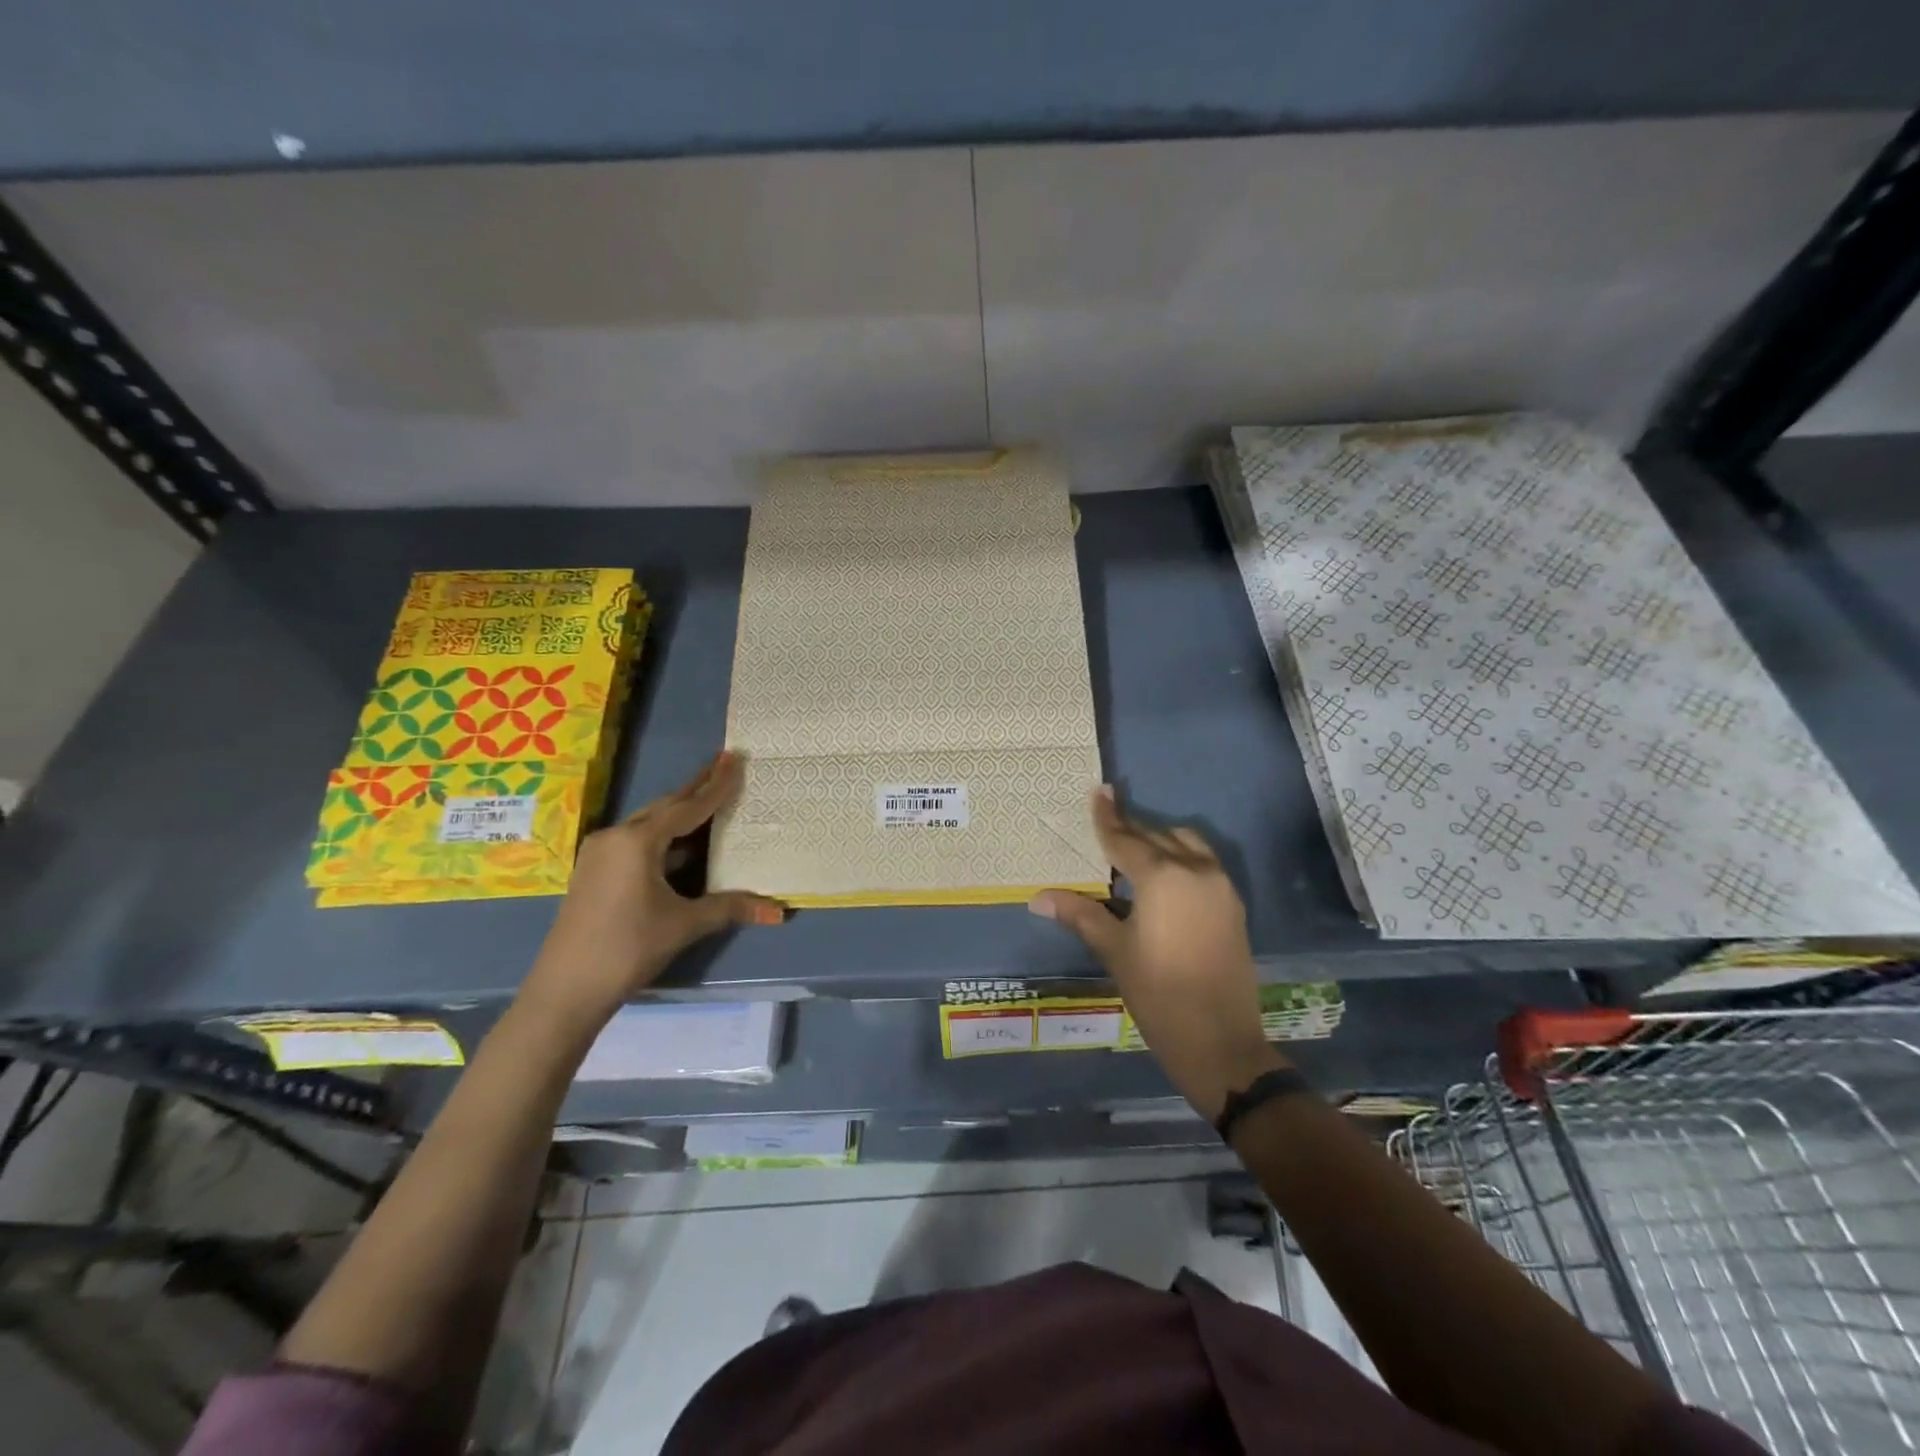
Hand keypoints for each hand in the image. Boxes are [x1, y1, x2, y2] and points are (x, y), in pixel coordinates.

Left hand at [518, 751, 783, 1030]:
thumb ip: (730, 908)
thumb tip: (779, 911)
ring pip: (649, 822)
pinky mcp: (594, 871)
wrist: (565, 989)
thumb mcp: (683, 924)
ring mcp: (600, 853)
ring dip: (679, 811)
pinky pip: (636, 839)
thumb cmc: (628, 948)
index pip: (688, 807)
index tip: (734, 759)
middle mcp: (616, 836)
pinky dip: (663, 833)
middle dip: (696, 787)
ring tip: (707, 795)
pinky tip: (680, 840)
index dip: (716, 786)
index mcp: (637, 841)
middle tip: (723, 763)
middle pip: (665, 806)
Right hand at [1029, 786, 1281, 1119]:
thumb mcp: (1114, 950)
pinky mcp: (1234, 906)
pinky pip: (1204, 865)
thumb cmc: (1158, 993)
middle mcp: (1196, 870)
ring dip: (1161, 841)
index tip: (1100, 791)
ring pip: (1188, 845)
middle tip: (1108, 824)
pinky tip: (1164, 879)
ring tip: (1134, 853)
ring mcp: (1221, 887)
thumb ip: (1080, 914)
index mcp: (1163, 877)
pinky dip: (1182, 859)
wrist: (1220, 1042)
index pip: (1126, 839)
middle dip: (1131, 831)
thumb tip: (1038, 898)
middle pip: (1157, 837)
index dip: (1108, 818)